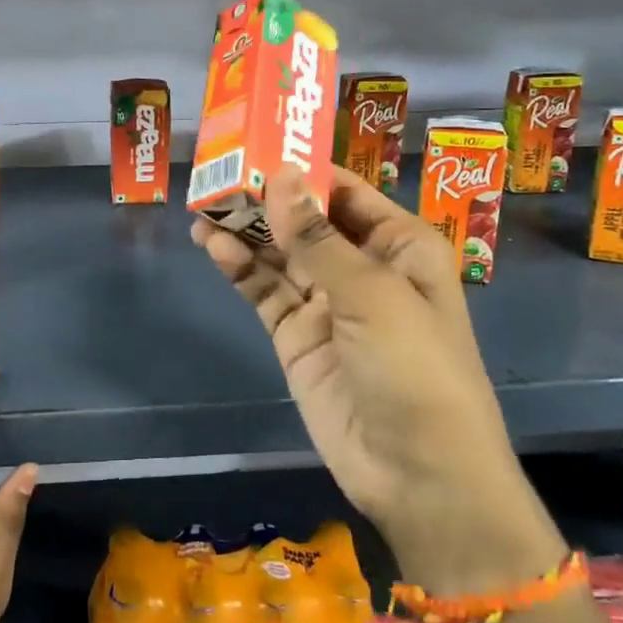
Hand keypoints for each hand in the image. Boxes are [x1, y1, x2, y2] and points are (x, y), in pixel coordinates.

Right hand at [193, 166, 564, 595]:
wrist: (419, 476)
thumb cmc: (415, 369)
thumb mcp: (371, 294)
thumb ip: (316, 236)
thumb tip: (278, 175)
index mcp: (399, 246)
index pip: (343, 191)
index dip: (301, 169)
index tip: (254, 147)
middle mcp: (362, 267)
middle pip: (305, 220)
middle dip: (265, 199)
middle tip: (217, 177)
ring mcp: (326, 303)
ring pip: (279, 254)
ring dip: (245, 231)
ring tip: (203, 209)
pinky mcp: (297, 336)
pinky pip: (265, 291)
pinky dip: (241, 268)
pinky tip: (215, 247)